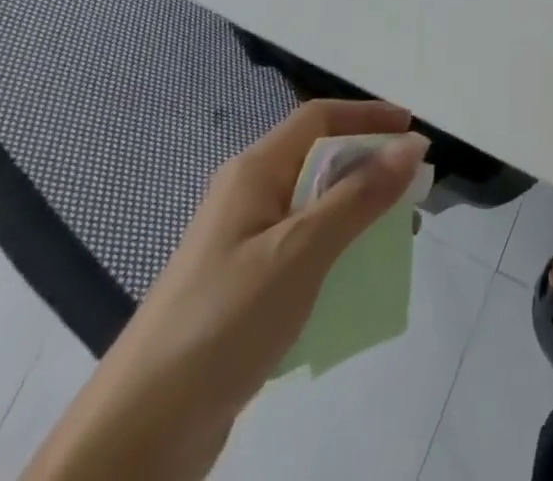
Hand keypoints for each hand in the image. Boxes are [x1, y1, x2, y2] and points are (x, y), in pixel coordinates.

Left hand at [25, 101, 429, 480]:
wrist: (138, 436)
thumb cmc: (224, 321)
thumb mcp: (302, 251)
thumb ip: (360, 196)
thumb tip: (413, 144)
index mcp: (254, 172)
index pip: (320, 119)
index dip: (369, 116)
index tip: (414, 133)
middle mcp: (247, 196)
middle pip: (320, 161)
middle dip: (371, 169)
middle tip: (414, 193)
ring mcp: (243, 245)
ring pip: (315, 209)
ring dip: (358, 214)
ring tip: (397, 239)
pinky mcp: (243, 289)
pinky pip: (303, 251)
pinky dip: (336, 254)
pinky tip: (356, 282)